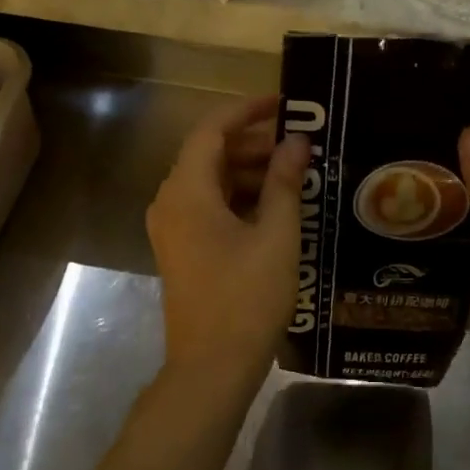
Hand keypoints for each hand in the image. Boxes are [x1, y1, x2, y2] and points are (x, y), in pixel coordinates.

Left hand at [147, 96, 310, 389]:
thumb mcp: (275, 235)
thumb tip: (296, 141)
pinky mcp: (182, 249)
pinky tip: (275, 205)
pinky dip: (238, 197)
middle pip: (209, 155)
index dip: (247, 111)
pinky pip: (208, 207)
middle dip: (253, 143)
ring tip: (294, 172)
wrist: (212, 366)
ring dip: (248, 171)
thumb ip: (284, 182)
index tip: (285, 103)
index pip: (212, 131)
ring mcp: (173, 228)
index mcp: (187, 191)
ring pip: (210, 182)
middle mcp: (171, 202)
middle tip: (298, 142)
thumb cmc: (247, 297)